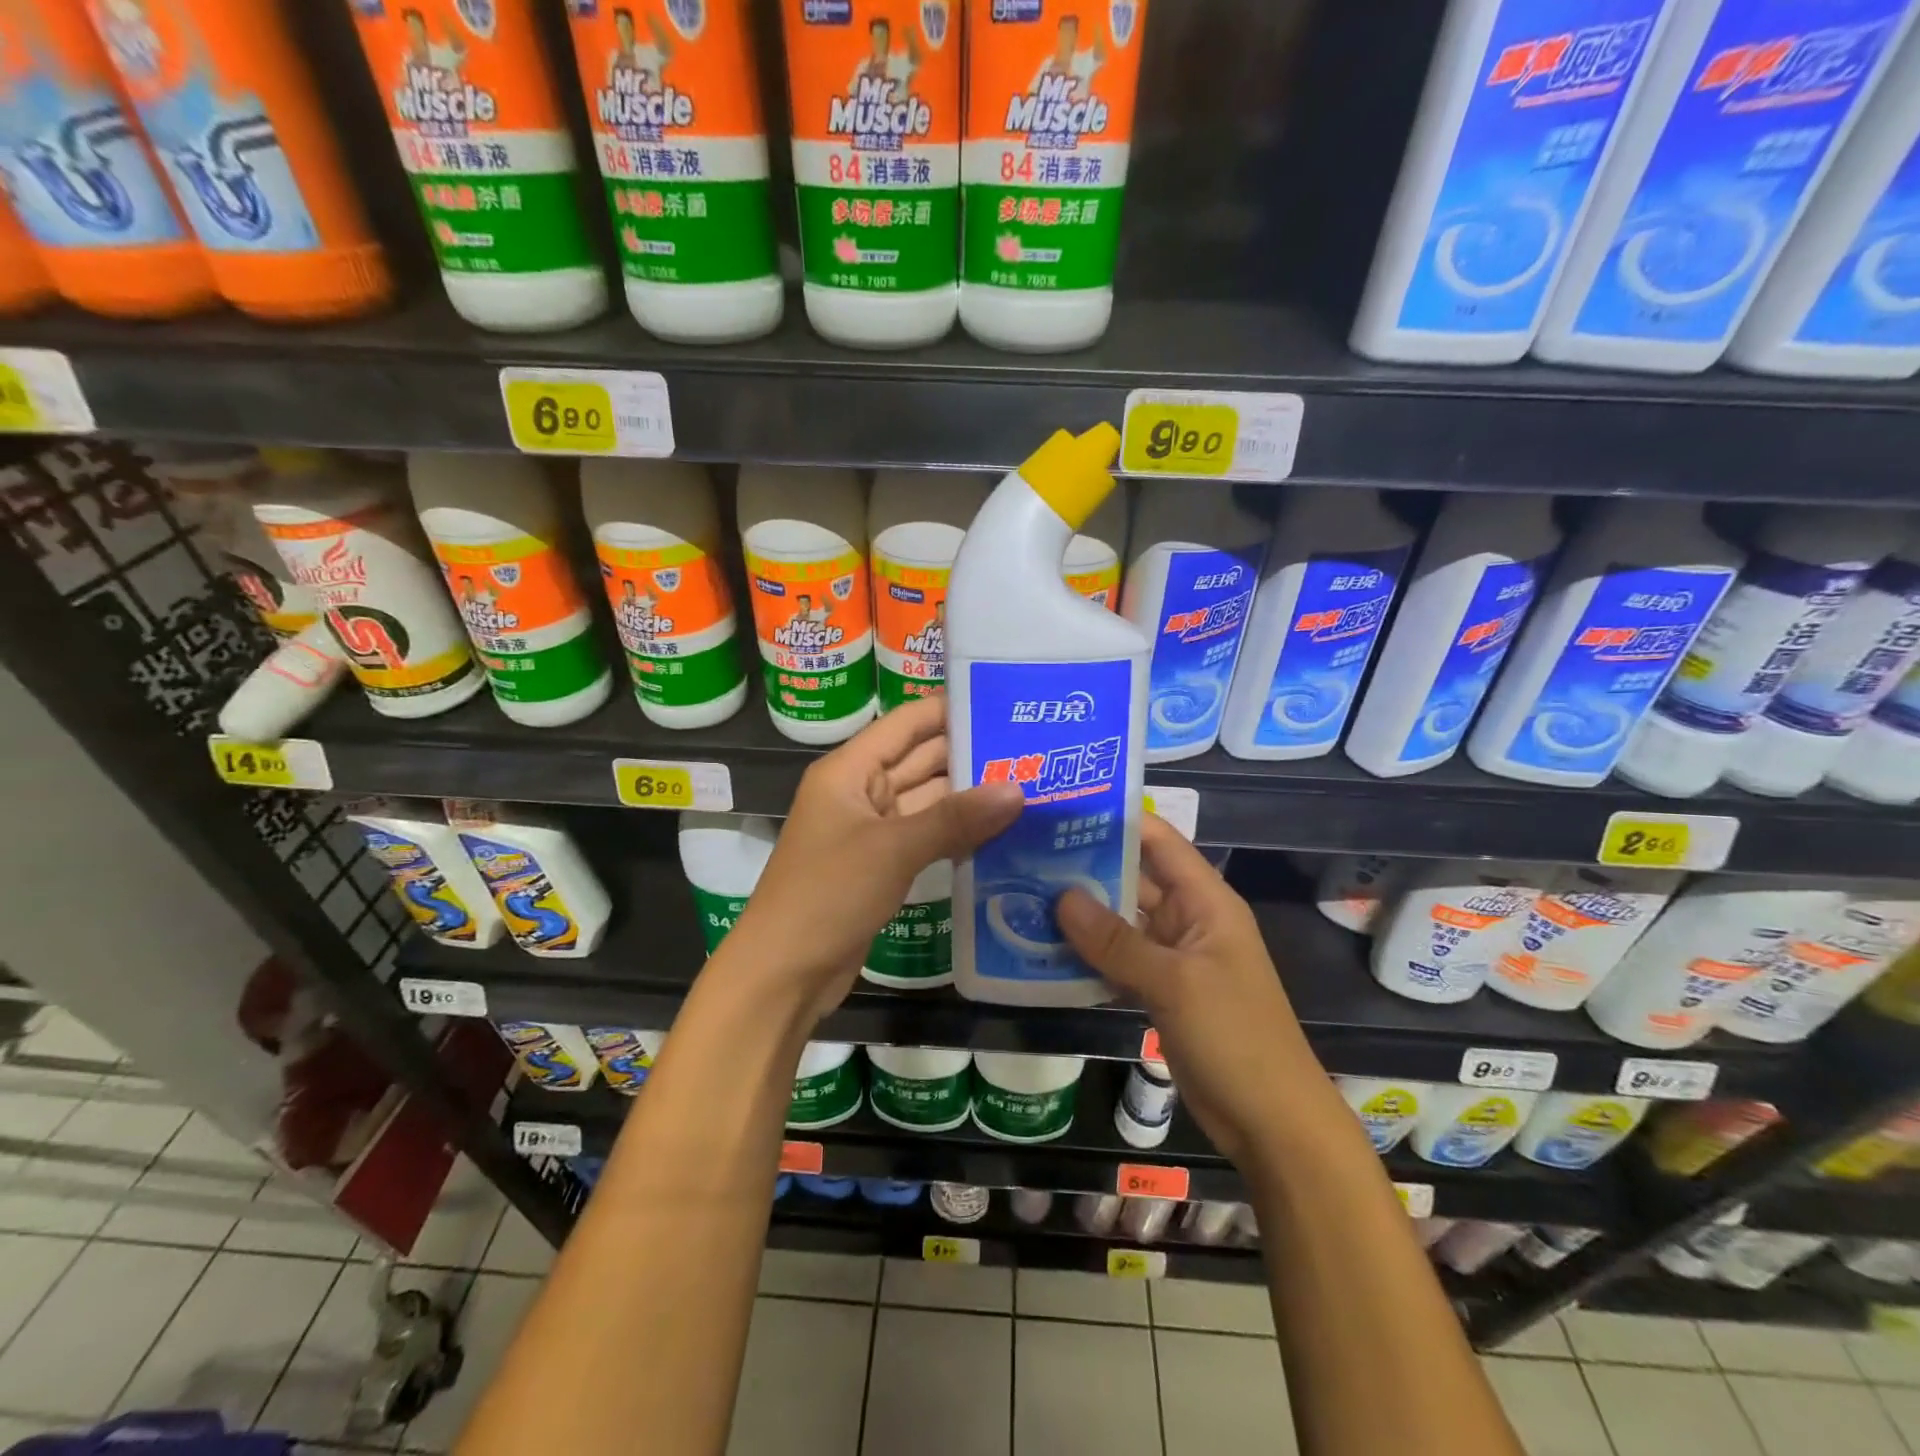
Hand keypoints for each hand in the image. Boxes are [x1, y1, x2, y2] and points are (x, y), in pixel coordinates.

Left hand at [724, 694, 1024, 1020]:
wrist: (784, 973)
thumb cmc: (828, 894)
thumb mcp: (893, 850)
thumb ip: (955, 818)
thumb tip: (1018, 789)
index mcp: (849, 770)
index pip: (906, 723)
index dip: (950, 709)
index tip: (1005, 701)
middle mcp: (861, 791)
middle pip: (921, 759)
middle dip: (970, 754)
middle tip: (1033, 747)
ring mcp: (872, 830)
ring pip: (927, 800)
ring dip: (969, 796)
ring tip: (1030, 783)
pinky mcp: (882, 865)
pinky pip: (926, 835)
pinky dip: (957, 832)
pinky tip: (1002, 830)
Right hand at [1056, 816, 1331, 1169]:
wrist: (1272, 1123)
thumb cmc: (1234, 1037)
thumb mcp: (1174, 983)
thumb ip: (1116, 940)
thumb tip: (1060, 897)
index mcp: (1205, 900)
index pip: (1158, 841)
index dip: (1115, 819)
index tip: (1061, 809)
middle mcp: (1187, 919)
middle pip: (1131, 878)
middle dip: (1083, 866)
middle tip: (1022, 853)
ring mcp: (1172, 957)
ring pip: (1120, 921)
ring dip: (1079, 913)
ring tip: (1021, 894)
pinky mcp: (1159, 990)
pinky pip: (1117, 959)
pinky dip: (1087, 954)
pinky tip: (1043, 949)